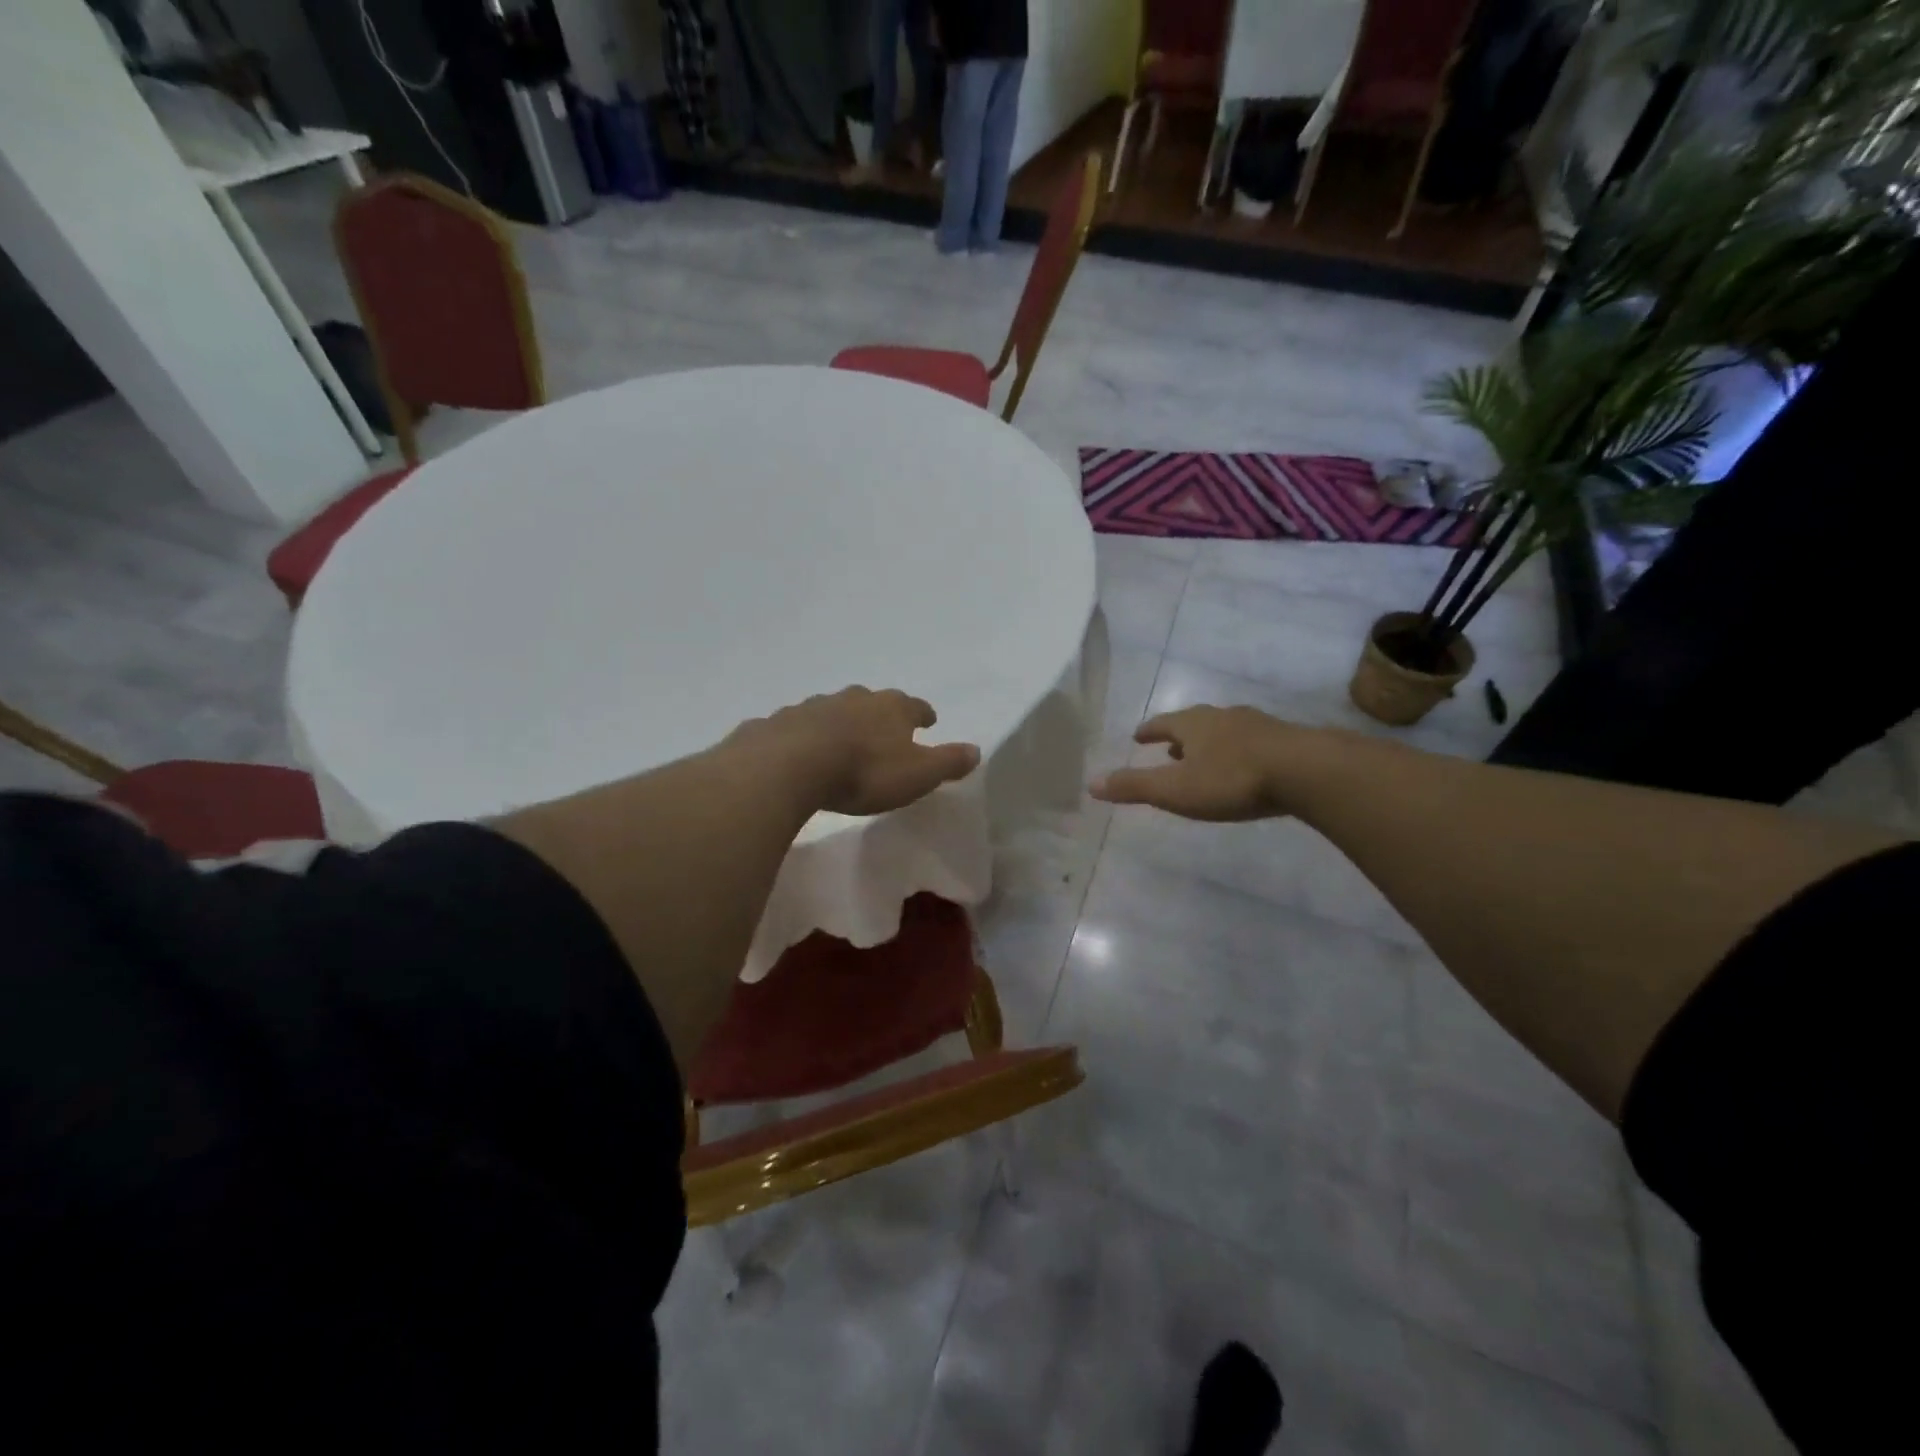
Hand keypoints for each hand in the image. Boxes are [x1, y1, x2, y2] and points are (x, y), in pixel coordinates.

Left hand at [734, 687, 980, 816]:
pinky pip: (798, 726)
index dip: (922, 714)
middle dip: (880, 713)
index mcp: (890, 708)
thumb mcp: (917, 774)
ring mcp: (813, 707)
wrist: (791, 765)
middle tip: (884, 727)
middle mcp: (854, 699)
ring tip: (843, 739)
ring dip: (841, 722)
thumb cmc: (864, 771)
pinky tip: (800, 748)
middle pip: (872, 701)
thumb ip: (947, 762)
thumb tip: (977, 750)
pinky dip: (805, 734)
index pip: (914, 706)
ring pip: (834, 710)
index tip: (928, 719)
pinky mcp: (780, 723)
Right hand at [1090, 705, 1317, 821]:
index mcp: (1193, 724)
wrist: (1306, 771)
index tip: (1138, 736)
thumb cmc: (1231, 779)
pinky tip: (1245, 765)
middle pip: (1194, 723)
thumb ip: (1134, 786)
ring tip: (1205, 757)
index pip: (1162, 723)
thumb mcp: (1175, 789)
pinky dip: (1239, 751)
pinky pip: (1253, 741)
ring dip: (1211, 742)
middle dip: (1180, 735)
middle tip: (1170, 748)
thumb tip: (1091, 783)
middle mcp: (1223, 717)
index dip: (1149, 731)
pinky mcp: (1286, 740)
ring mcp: (1257, 725)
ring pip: (1225, 730)